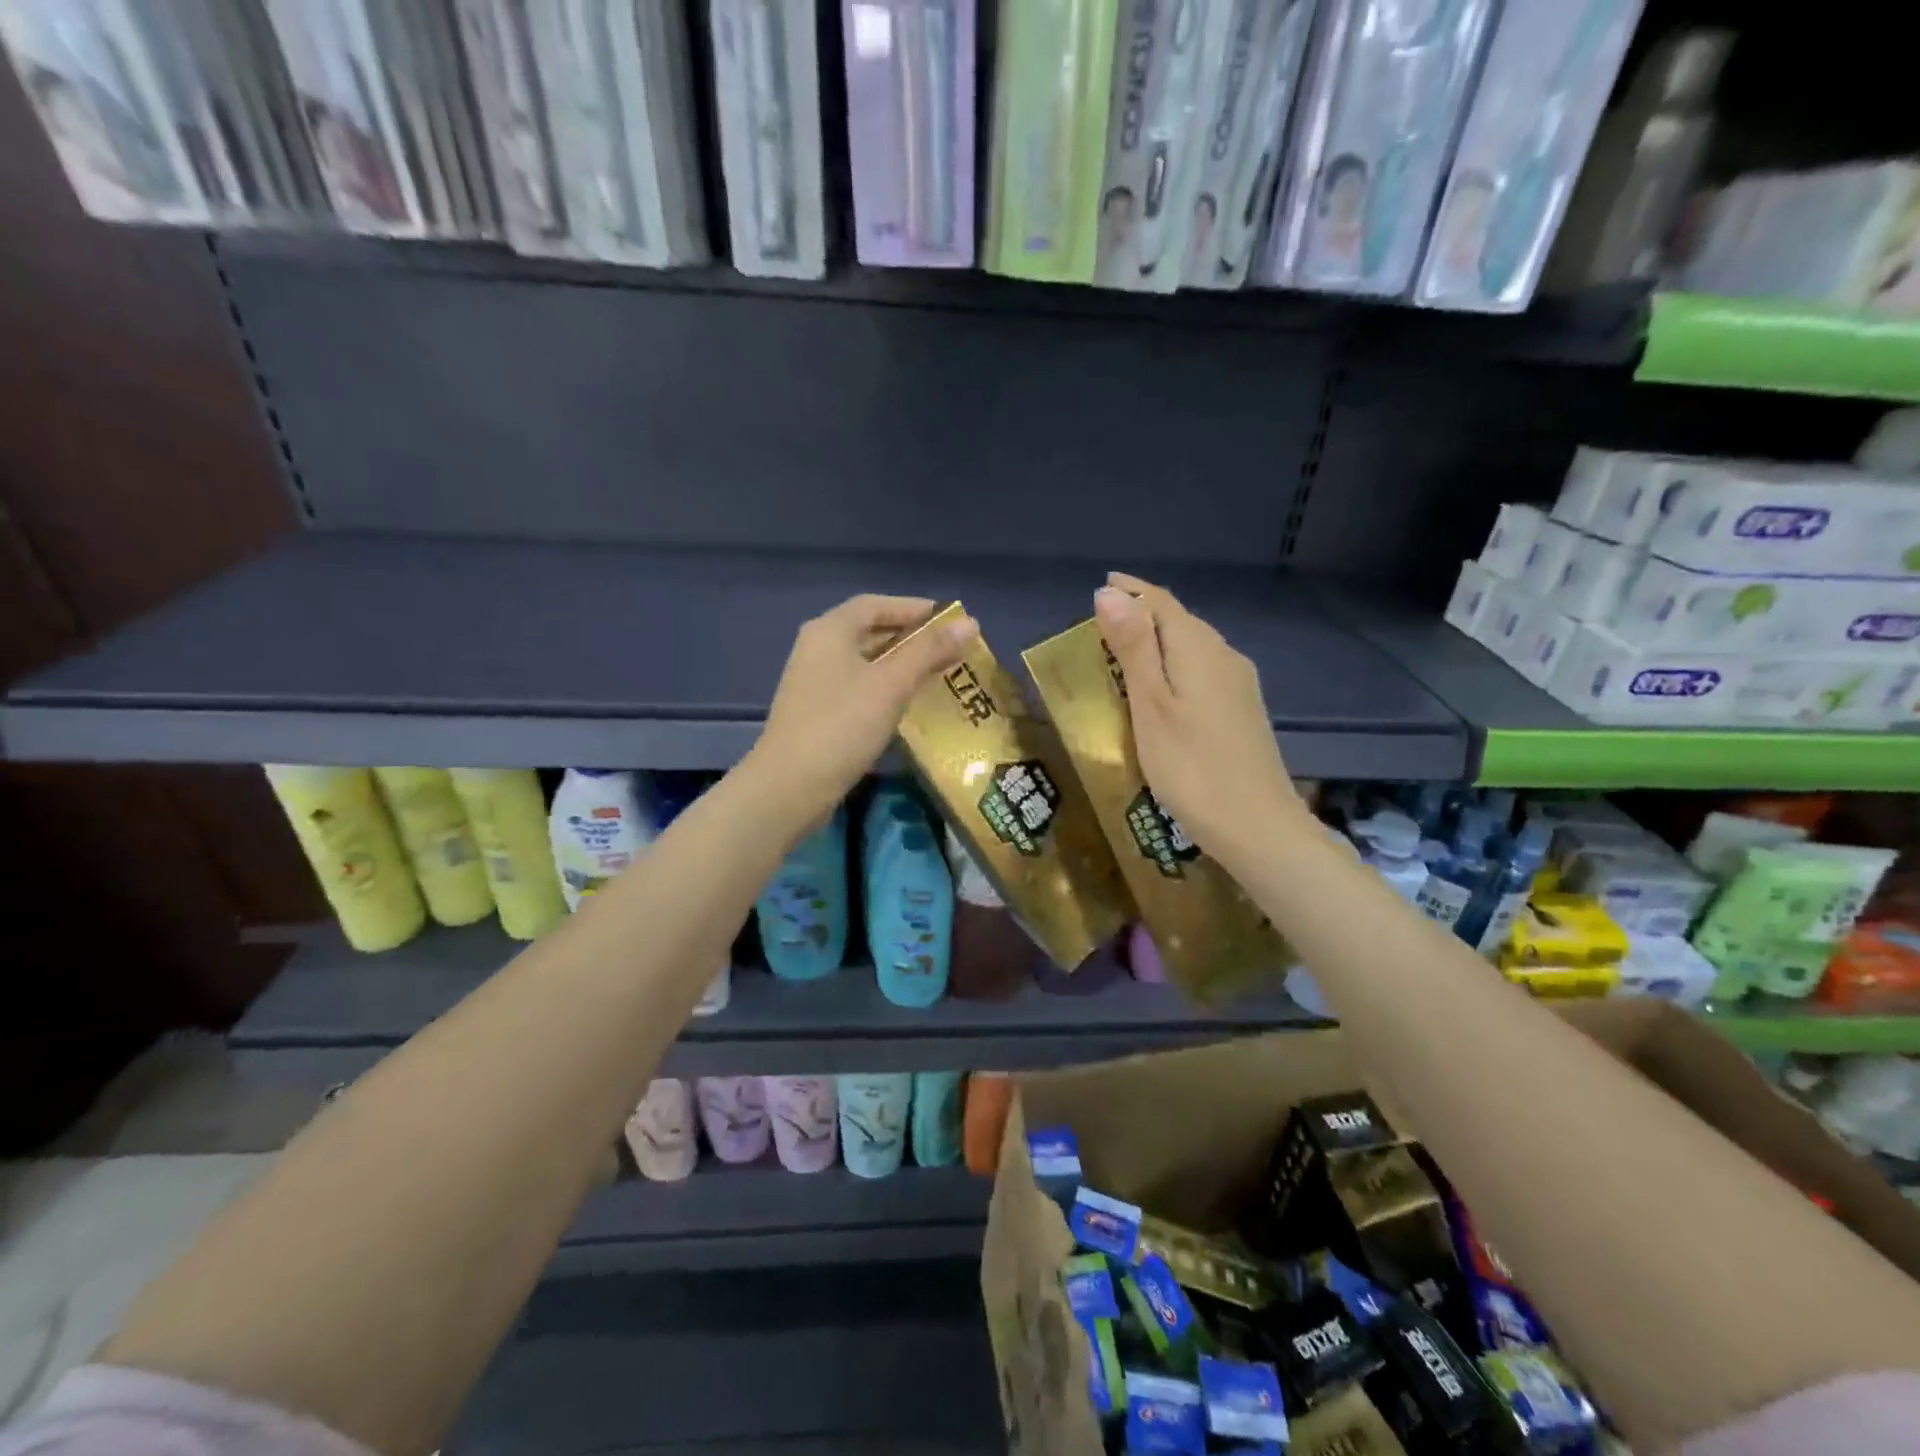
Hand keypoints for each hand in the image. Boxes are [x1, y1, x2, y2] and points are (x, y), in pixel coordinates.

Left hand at [751, 595, 977, 823]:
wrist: (792, 784)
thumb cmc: (844, 724)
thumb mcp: (892, 684)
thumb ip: (930, 651)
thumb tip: (969, 623)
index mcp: (830, 630)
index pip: (875, 604)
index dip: (912, 608)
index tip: (947, 620)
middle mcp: (817, 647)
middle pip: (868, 631)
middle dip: (909, 637)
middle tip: (947, 649)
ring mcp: (812, 680)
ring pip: (863, 661)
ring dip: (898, 664)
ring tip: (935, 674)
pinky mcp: (815, 710)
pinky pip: (856, 686)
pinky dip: (883, 687)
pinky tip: (904, 703)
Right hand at [1094, 573, 1306, 865]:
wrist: (1256, 826)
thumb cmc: (1191, 766)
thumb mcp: (1150, 704)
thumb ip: (1133, 647)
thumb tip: (1111, 593)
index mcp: (1199, 648)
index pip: (1161, 602)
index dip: (1131, 591)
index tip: (1102, 586)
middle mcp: (1225, 656)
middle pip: (1180, 621)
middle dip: (1142, 614)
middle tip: (1102, 623)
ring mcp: (1240, 685)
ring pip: (1193, 647)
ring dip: (1158, 641)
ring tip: (1123, 653)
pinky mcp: (1243, 711)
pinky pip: (1203, 671)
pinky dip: (1175, 667)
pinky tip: (1162, 689)